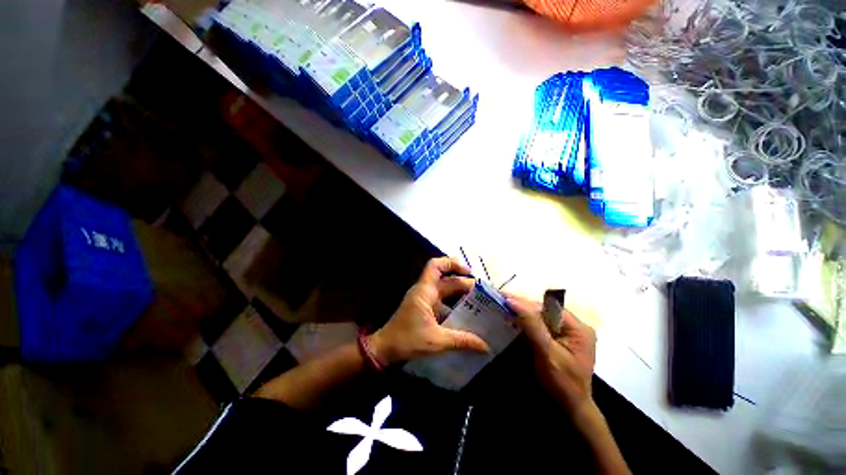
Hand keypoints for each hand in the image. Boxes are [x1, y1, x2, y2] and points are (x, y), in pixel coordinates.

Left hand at [369, 257, 489, 365]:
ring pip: (445, 291)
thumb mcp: (436, 340)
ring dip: (460, 295)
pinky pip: (443, 302)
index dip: (453, 264)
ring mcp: (424, 300)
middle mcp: (425, 291)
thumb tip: (486, 346)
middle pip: (447, 280)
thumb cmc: (407, 340)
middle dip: (465, 284)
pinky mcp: (424, 310)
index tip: (470, 273)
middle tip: (484, 294)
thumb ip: (462, 341)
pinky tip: (466, 316)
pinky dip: (454, 305)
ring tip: (479, 303)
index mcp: (425, 291)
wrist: (385, 350)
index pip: (436, 265)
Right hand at [506, 294, 596, 412]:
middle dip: (523, 307)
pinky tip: (512, 321)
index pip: (548, 306)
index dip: (526, 302)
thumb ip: (532, 325)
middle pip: (544, 311)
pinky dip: (526, 324)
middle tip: (500, 301)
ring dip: (522, 315)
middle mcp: (574, 327)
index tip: (505, 298)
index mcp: (578, 328)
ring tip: (503, 308)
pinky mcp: (558, 341)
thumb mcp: (547, 353)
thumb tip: (513, 301)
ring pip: (540, 318)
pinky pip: (540, 327)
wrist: (570, 411)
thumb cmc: (562, 384)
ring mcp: (566, 334)